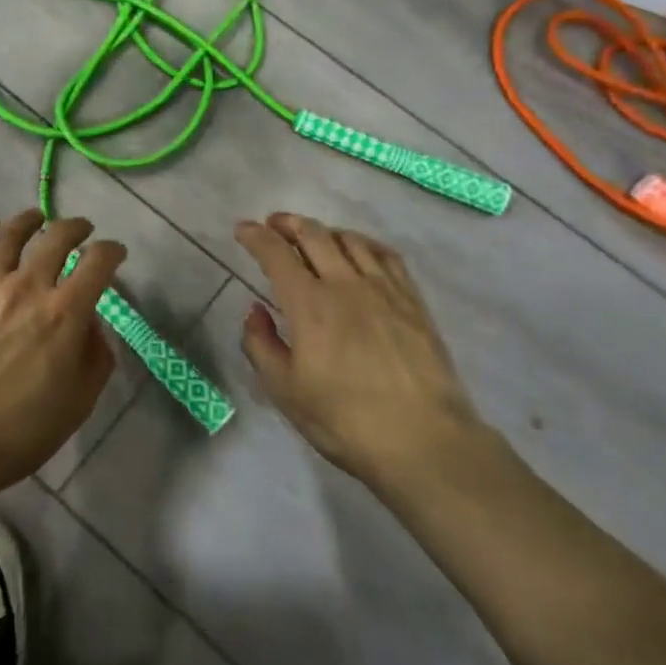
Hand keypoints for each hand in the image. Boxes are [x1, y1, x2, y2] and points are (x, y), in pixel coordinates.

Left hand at [0, 210, 125, 498]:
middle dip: (75, 227)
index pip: (98, 262)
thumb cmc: (23, 430)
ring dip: (27, 220)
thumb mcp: (80, 401)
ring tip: (36, 217)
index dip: (112, 251)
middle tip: (82, 229)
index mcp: (65, 313)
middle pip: (56, 238)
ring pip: (8, 236)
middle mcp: (27, 288)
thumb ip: (96, 356)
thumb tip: (92, 325)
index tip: (115, 253)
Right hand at [234, 212, 492, 489]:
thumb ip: (261, 345)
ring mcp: (383, 288)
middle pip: (314, 235)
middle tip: (274, 224)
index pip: (276, 254)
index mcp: (309, 304)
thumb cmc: (345, 420)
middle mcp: (344, 284)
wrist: (423, 441)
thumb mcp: (285, 391)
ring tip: (313, 236)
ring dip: (324, 230)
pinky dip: (363, 243)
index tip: (243, 229)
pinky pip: (385, 254)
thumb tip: (255, 311)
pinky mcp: (412, 300)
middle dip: (288, 223)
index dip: (255, 236)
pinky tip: (359, 251)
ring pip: (350, 239)